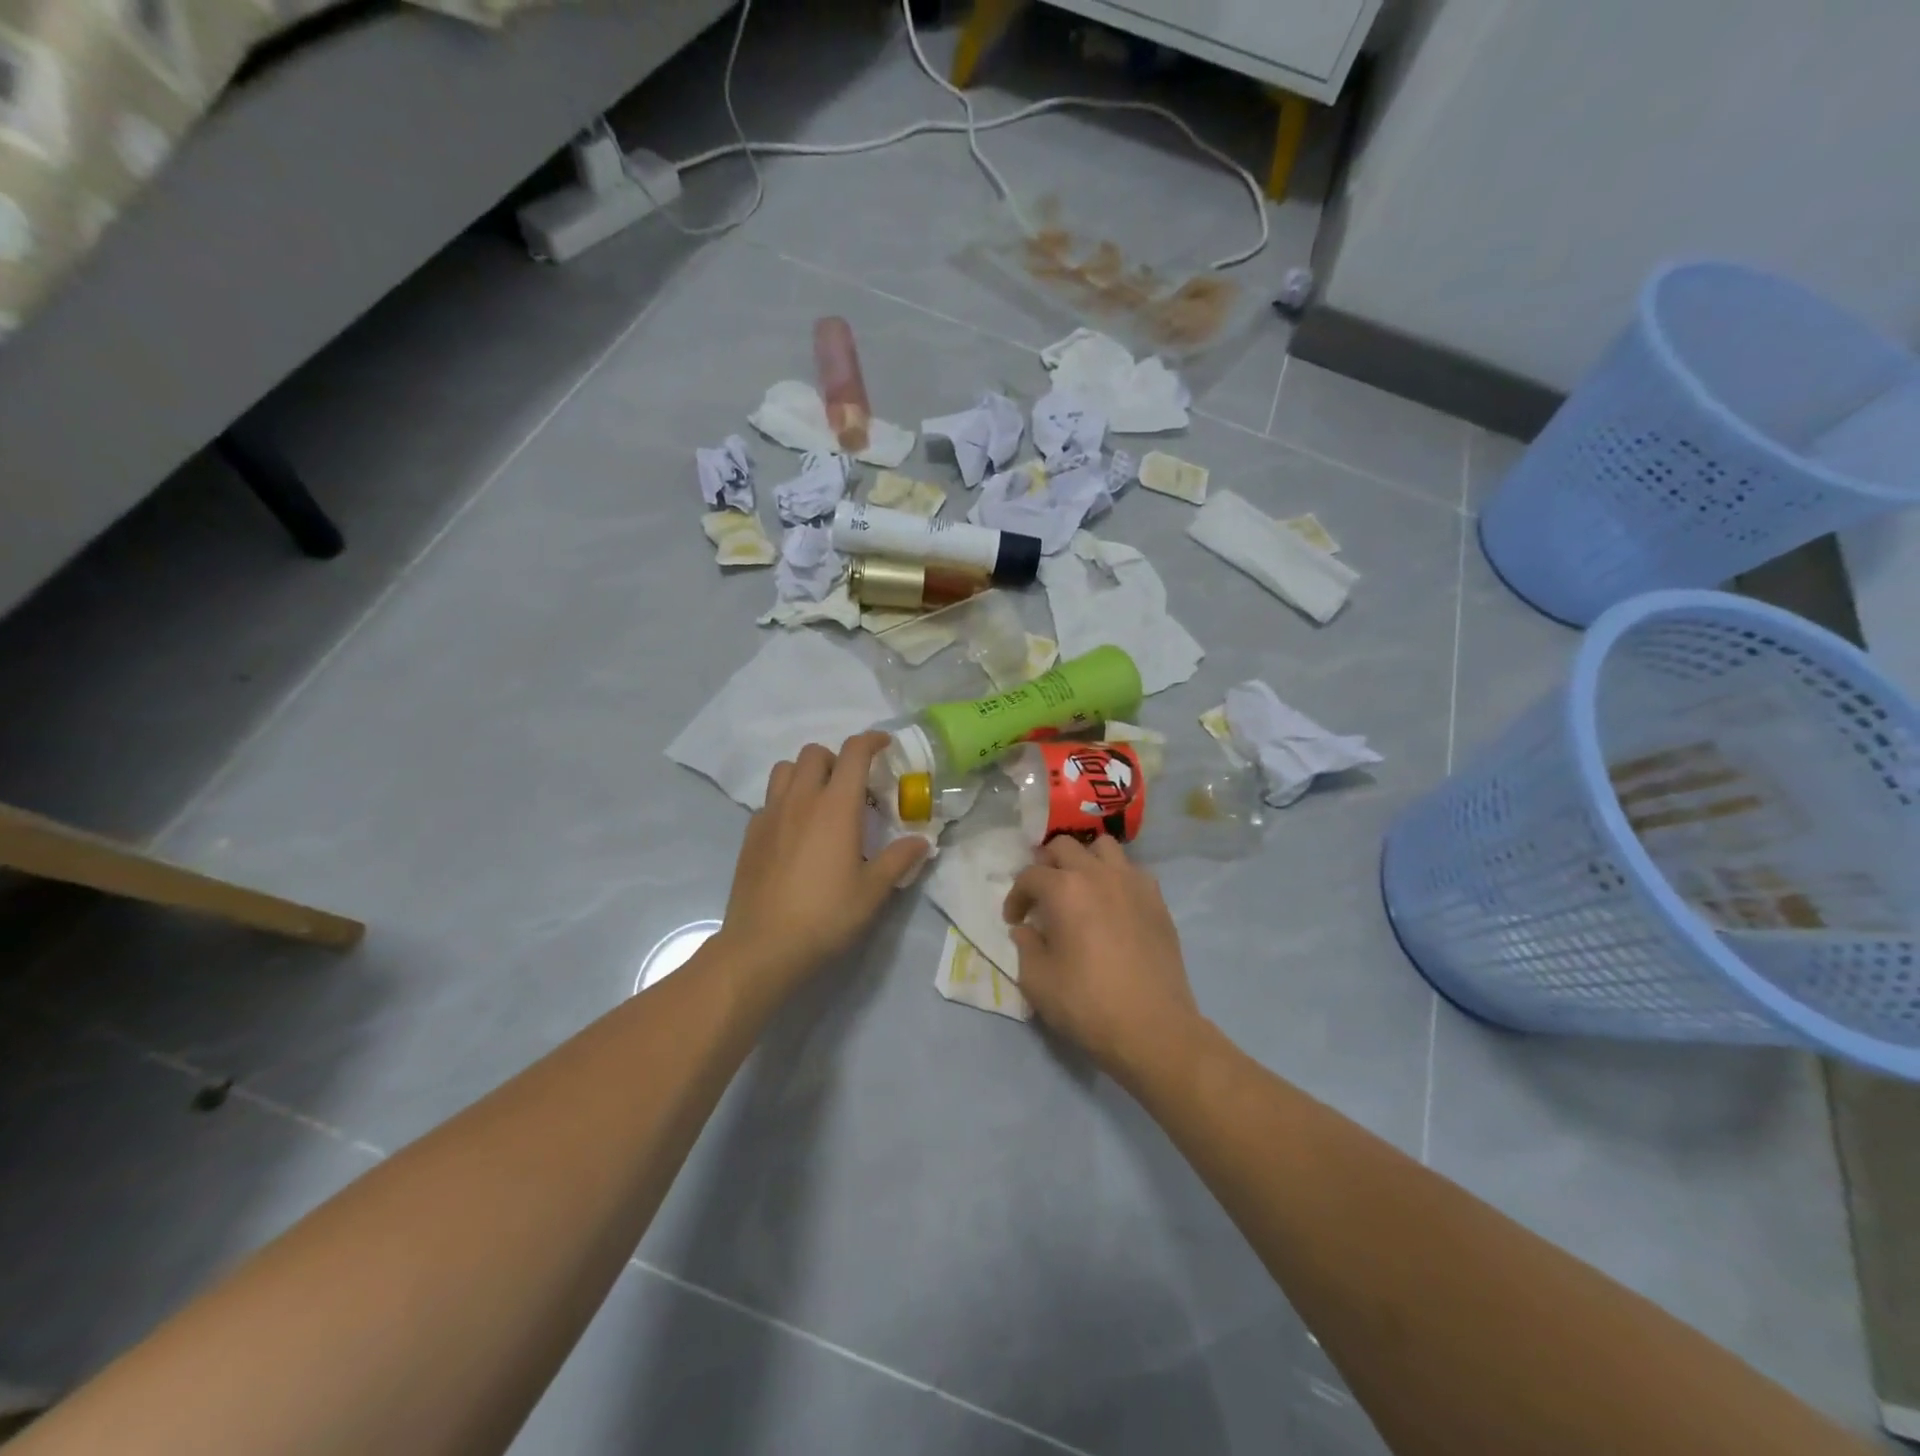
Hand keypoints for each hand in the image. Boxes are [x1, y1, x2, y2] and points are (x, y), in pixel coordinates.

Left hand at [718, 732, 926, 997]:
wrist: (763, 946)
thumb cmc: (825, 916)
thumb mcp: (872, 891)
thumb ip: (898, 859)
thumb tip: (922, 841)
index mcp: (835, 807)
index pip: (854, 754)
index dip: (871, 741)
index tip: (885, 746)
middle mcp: (801, 800)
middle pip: (815, 753)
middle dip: (837, 759)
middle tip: (853, 787)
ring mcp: (770, 815)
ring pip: (785, 769)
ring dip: (806, 773)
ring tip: (821, 802)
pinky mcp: (751, 834)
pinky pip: (769, 799)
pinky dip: (786, 800)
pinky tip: (796, 831)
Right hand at [1002, 836, 1200, 1083]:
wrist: (1153, 1028)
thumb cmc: (1088, 1004)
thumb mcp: (1038, 981)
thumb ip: (1026, 947)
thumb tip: (1026, 930)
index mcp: (1064, 890)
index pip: (1030, 876)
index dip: (1016, 896)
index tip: (1015, 921)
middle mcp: (1098, 874)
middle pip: (1064, 847)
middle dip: (1046, 865)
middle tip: (1041, 895)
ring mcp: (1132, 883)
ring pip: (1103, 847)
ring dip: (1085, 860)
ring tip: (1079, 887)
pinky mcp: (1157, 900)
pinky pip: (1132, 871)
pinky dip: (1116, 877)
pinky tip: (1112, 904)